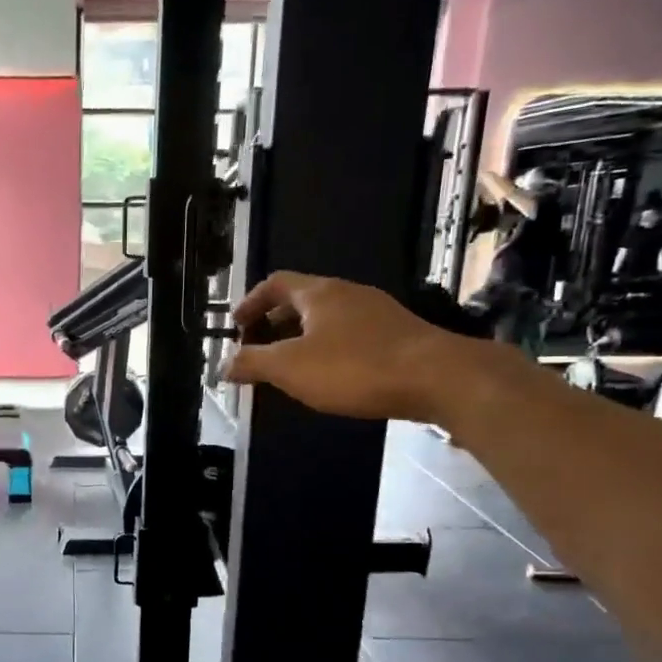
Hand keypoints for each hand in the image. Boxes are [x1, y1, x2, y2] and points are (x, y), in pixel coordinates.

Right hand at [224, 272, 482, 424]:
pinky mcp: (399, 335)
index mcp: (319, 293)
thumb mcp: (291, 367)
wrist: (438, 378)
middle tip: (259, 348)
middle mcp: (348, 293)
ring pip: (329, 318)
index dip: (251, 302)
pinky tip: (332, 376)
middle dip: (275, 322)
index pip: (276, 283)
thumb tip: (223, 365)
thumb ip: (252, 363)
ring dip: (303, 337)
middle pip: (302, 300)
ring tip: (291, 366)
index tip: (236, 326)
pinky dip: (330, 348)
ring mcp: (378, 312)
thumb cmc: (355, 367)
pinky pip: (351, 334)